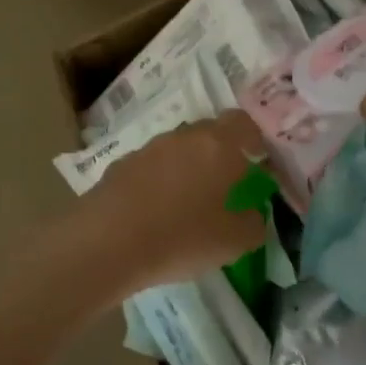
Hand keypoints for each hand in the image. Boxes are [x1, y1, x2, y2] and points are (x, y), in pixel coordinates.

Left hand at [77, 111, 270, 293]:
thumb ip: (253, 223)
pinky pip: (151, 166)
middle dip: (220, 153)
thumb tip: (252, 214)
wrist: (108, 241)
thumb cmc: (183, 237)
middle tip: (225, 184)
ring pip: (178, 149)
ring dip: (187, 167)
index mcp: (218, 145)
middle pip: (209, 133)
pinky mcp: (121, 164)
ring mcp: (149, 148)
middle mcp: (184, 137)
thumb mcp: (235, 241)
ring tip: (188, 201)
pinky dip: (158, 181)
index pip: (243, 123)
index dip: (253, 139)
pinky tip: (155, 211)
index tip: (257, 161)